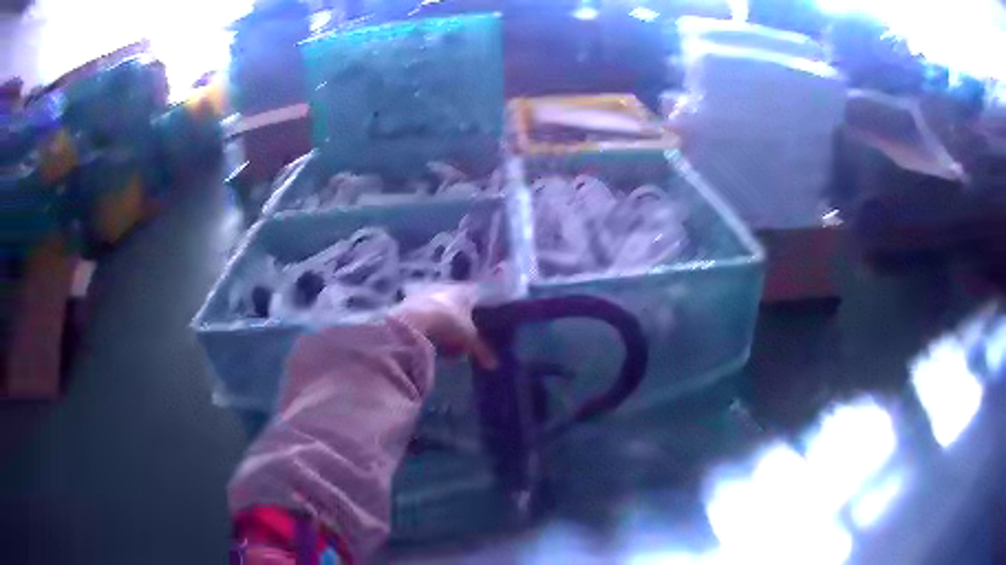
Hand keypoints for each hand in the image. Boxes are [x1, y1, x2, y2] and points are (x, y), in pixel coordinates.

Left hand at [391, 283, 497, 369]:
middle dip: (460, 317)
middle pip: (456, 301)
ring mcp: (426, 293)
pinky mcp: (409, 302)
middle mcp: (445, 288)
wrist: (414, 320)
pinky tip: (429, 340)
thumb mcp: (468, 339)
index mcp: (463, 291)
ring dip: (442, 323)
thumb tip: (494, 365)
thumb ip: (482, 350)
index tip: (481, 315)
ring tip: (446, 342)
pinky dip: (428, 326)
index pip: (475, 293)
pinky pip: (424, 315)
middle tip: (463, 335)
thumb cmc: (448, 324)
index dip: (479, 304)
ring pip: (439, 308)